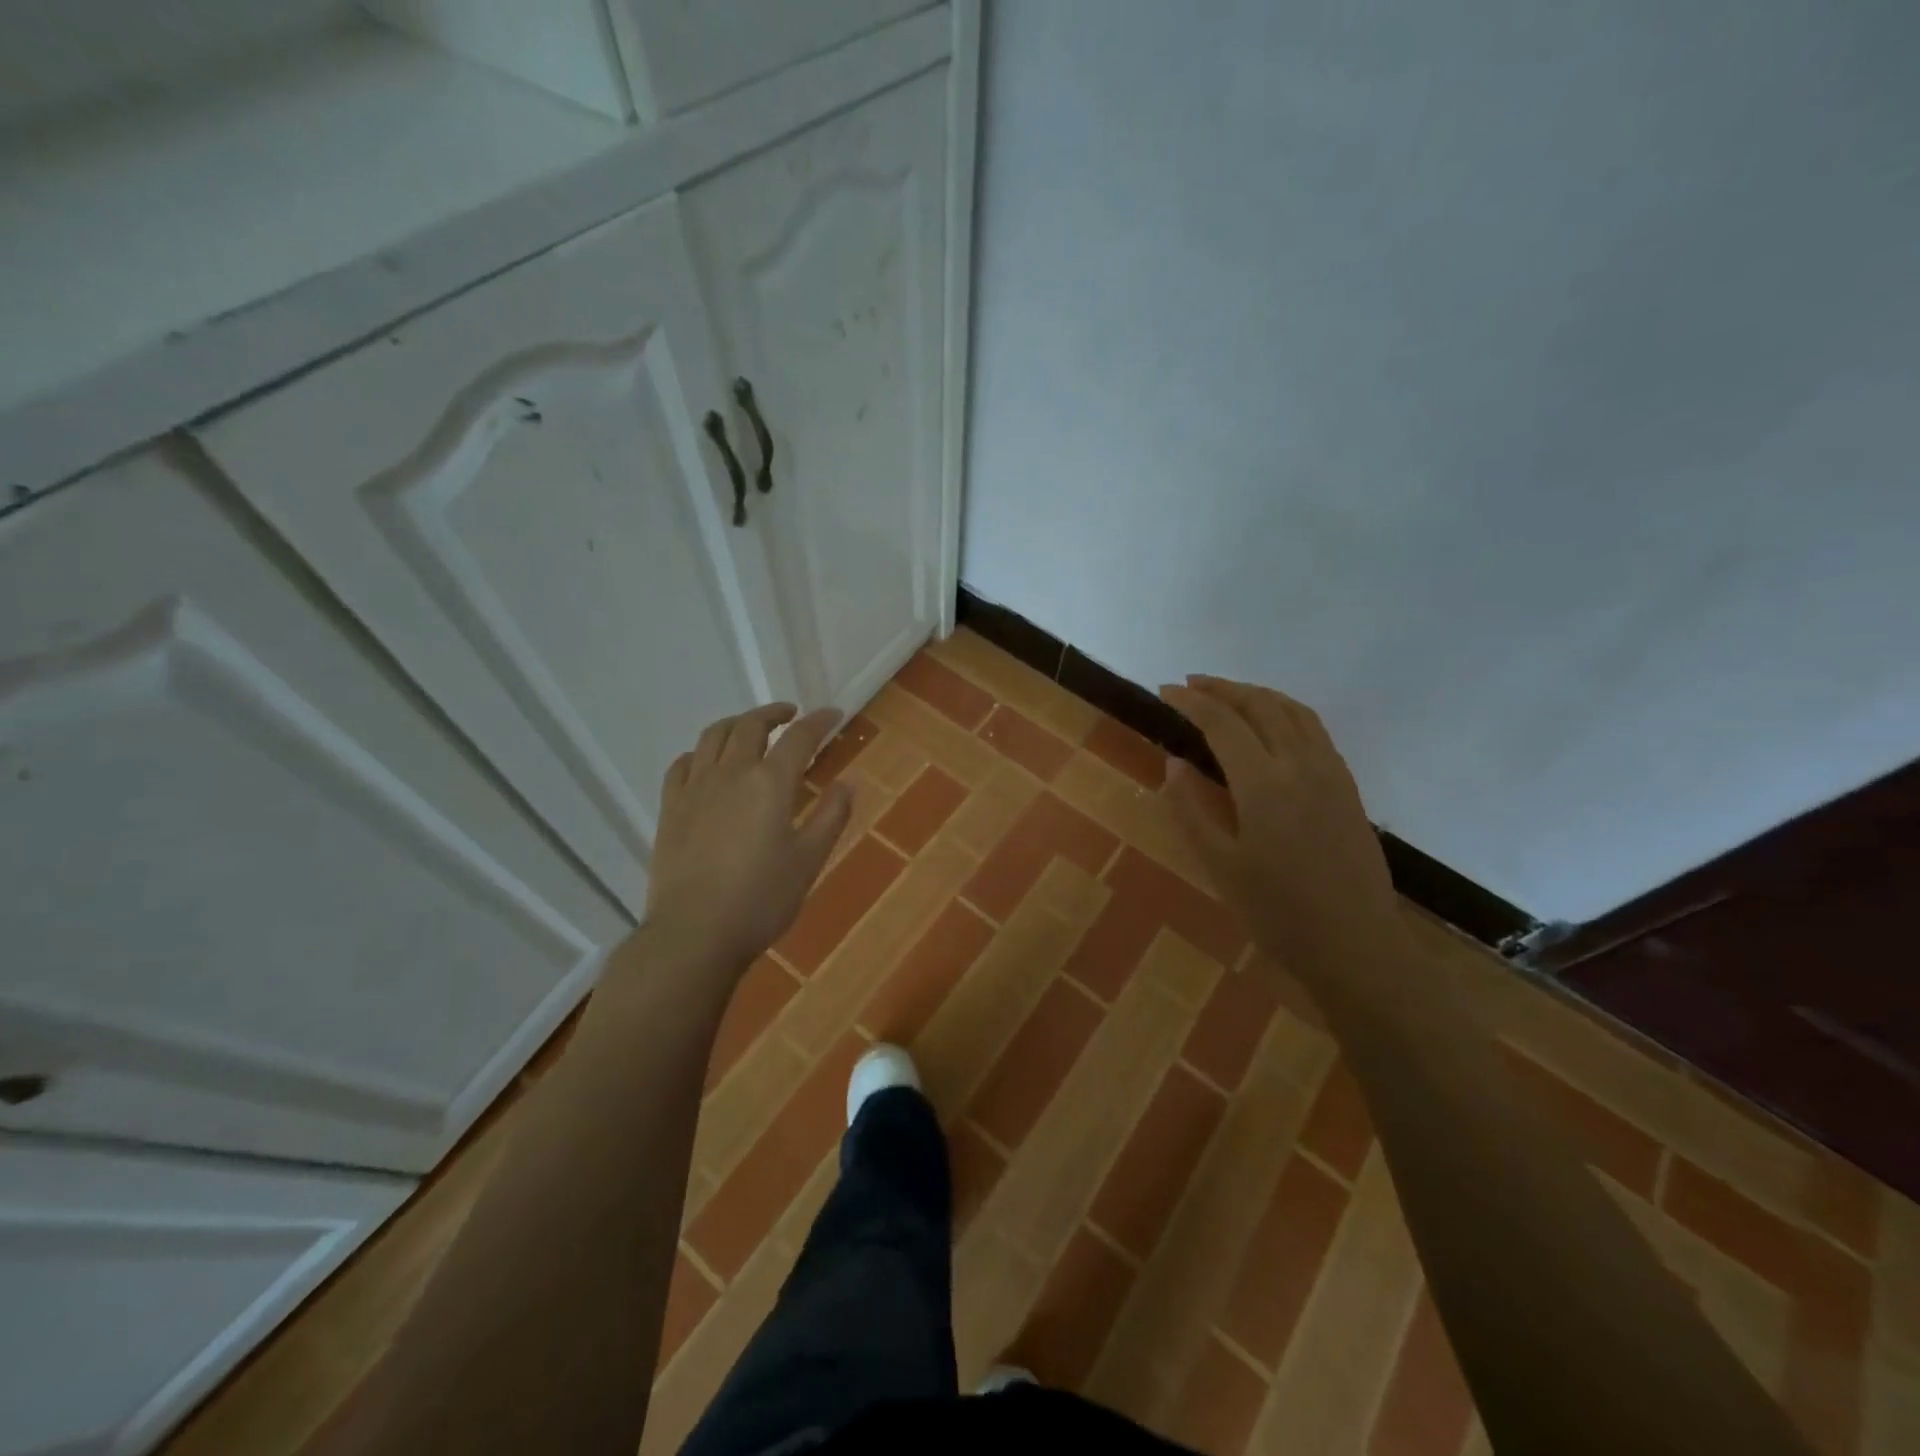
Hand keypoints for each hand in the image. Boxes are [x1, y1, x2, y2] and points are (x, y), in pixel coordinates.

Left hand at [642, 703, 852, 969]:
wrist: (694, 933)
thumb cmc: (761, 900)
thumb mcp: (809, 861)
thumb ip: (831, 816)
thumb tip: (848, 783)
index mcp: (770, 783)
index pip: (798, 737)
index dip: (818, 721)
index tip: (833, 714)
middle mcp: (730, 773)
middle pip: (750, 726)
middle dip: (773, 713)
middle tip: (791, 716)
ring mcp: (695, 788)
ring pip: (713, 736)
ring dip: (736, 724)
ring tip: (750, 729)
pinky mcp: (671, 808)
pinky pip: (682, 764)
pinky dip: (700, 752)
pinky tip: (707, 763)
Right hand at [1161, 676, 1406, 984]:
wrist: (1355, 945)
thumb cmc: (1277, 912)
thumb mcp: (1220, 864)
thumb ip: (1191, 808)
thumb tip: (1174, 762)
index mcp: (1263, 783)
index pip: (1222, 722)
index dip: (1190, 701)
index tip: (1164, 690)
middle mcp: (1300, 764)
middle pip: (1260, 705)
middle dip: (1222, 688)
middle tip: (1190, 684)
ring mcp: (1330, 772)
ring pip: (1292, 711)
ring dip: (1256, 694)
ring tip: (1227, 694)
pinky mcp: (1347, 786)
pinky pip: (1314, 729)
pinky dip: (1285, 711)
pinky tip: (1272, 723)